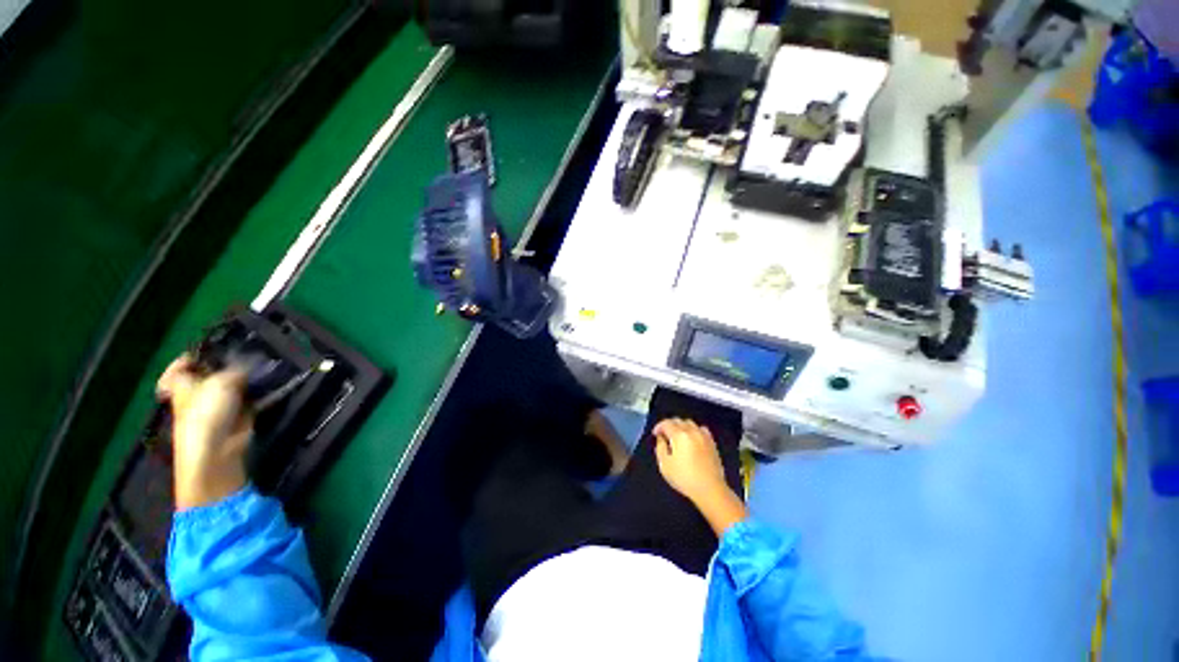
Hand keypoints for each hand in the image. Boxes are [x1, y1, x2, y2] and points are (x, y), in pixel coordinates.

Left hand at [157, 355, 252, 509]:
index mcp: (183, 385)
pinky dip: (261, 393)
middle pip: (210, 375)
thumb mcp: (220, 382)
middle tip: (247, 353)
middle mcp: (198, 394)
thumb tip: (248, 362)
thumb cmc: (206, 413)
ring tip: (266, 366)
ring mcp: (218, 406)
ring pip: (233, 386)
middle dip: (227, 365)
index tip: (210, 348)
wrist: (216, 449)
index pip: (180, 368)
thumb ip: (236, 369)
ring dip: (247, 378)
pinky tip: (273, 383)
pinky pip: (250, 399)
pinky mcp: (238, 416)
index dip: (191, 357)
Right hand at [653, 419, 727, 501]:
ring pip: (689, 422)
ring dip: (681, 426)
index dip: (658, 427)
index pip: (666, 423)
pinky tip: (692, 438)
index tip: (655, 434)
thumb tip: (661, 438)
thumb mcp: (665, 465)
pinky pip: (701, 429)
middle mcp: (692, 431)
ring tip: (677, 436)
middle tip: (664, 435)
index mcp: (679, 435)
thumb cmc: (684, 478)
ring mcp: (703, 436)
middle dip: (669, 425)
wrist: (710, 489)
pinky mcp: (711, 442)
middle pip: (678, 420)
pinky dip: (694, 429)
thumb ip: (660, 447)